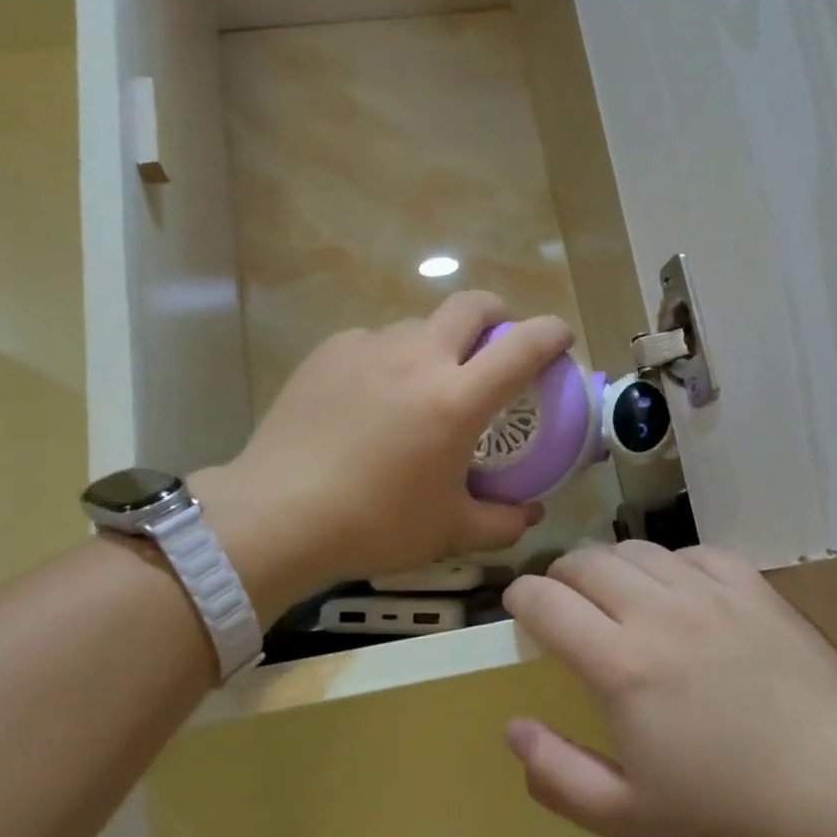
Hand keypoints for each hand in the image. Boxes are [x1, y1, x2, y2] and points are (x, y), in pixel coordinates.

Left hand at [195, 291, 573, 613]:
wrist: (276, 516)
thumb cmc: (373, 525)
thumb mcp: (449, 532)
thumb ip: (503, 522)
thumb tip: (531, 512)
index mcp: (456, 399)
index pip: (523, 346)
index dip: (552, 333)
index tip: (560, 339)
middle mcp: (417, 358)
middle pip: (470, 305)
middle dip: (495, 315)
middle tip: (493, 348)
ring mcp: (368, 348)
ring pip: (418, 325)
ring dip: (436, 343)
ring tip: (421, 385)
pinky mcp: (328, 352)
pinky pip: (372, 342)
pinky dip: (387, 359)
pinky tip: (369, 398)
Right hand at [502, 543, 836, 836]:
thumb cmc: (740, 826)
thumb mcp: (633, 823)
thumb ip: (559, 775)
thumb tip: (513, 728)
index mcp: (622, 666)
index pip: (547, 601)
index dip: (521, 597)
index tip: (518, 610)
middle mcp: (660, 612)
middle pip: (585, 562)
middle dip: (559, 577)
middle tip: (561, 606)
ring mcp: (712, 593)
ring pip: (637, 550)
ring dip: (609, 566)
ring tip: (615, 598)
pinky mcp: (755, 589)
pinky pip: (693, 552)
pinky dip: (669, 565)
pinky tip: (679, 594)